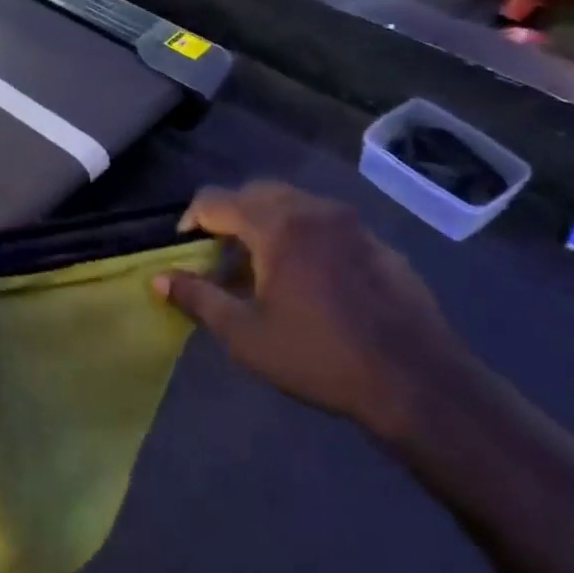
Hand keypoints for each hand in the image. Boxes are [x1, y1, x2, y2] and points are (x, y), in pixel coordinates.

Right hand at [153, 183, 477, 437]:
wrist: (415, 379)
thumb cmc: (318, 356)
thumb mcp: (245, 334)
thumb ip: (197, 298)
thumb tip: (158, 278)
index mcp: (276, 225)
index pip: (216, 200)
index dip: (191, 220)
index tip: (184, 249)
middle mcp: (313, 210)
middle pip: (256, 193)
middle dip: (229, 217)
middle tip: (220, 257)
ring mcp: (351, 223)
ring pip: (293, 204)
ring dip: (266, 223)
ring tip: (261, 268)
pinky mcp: (377, 242)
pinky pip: (325, 223)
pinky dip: (302, 235)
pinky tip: (308, 279)